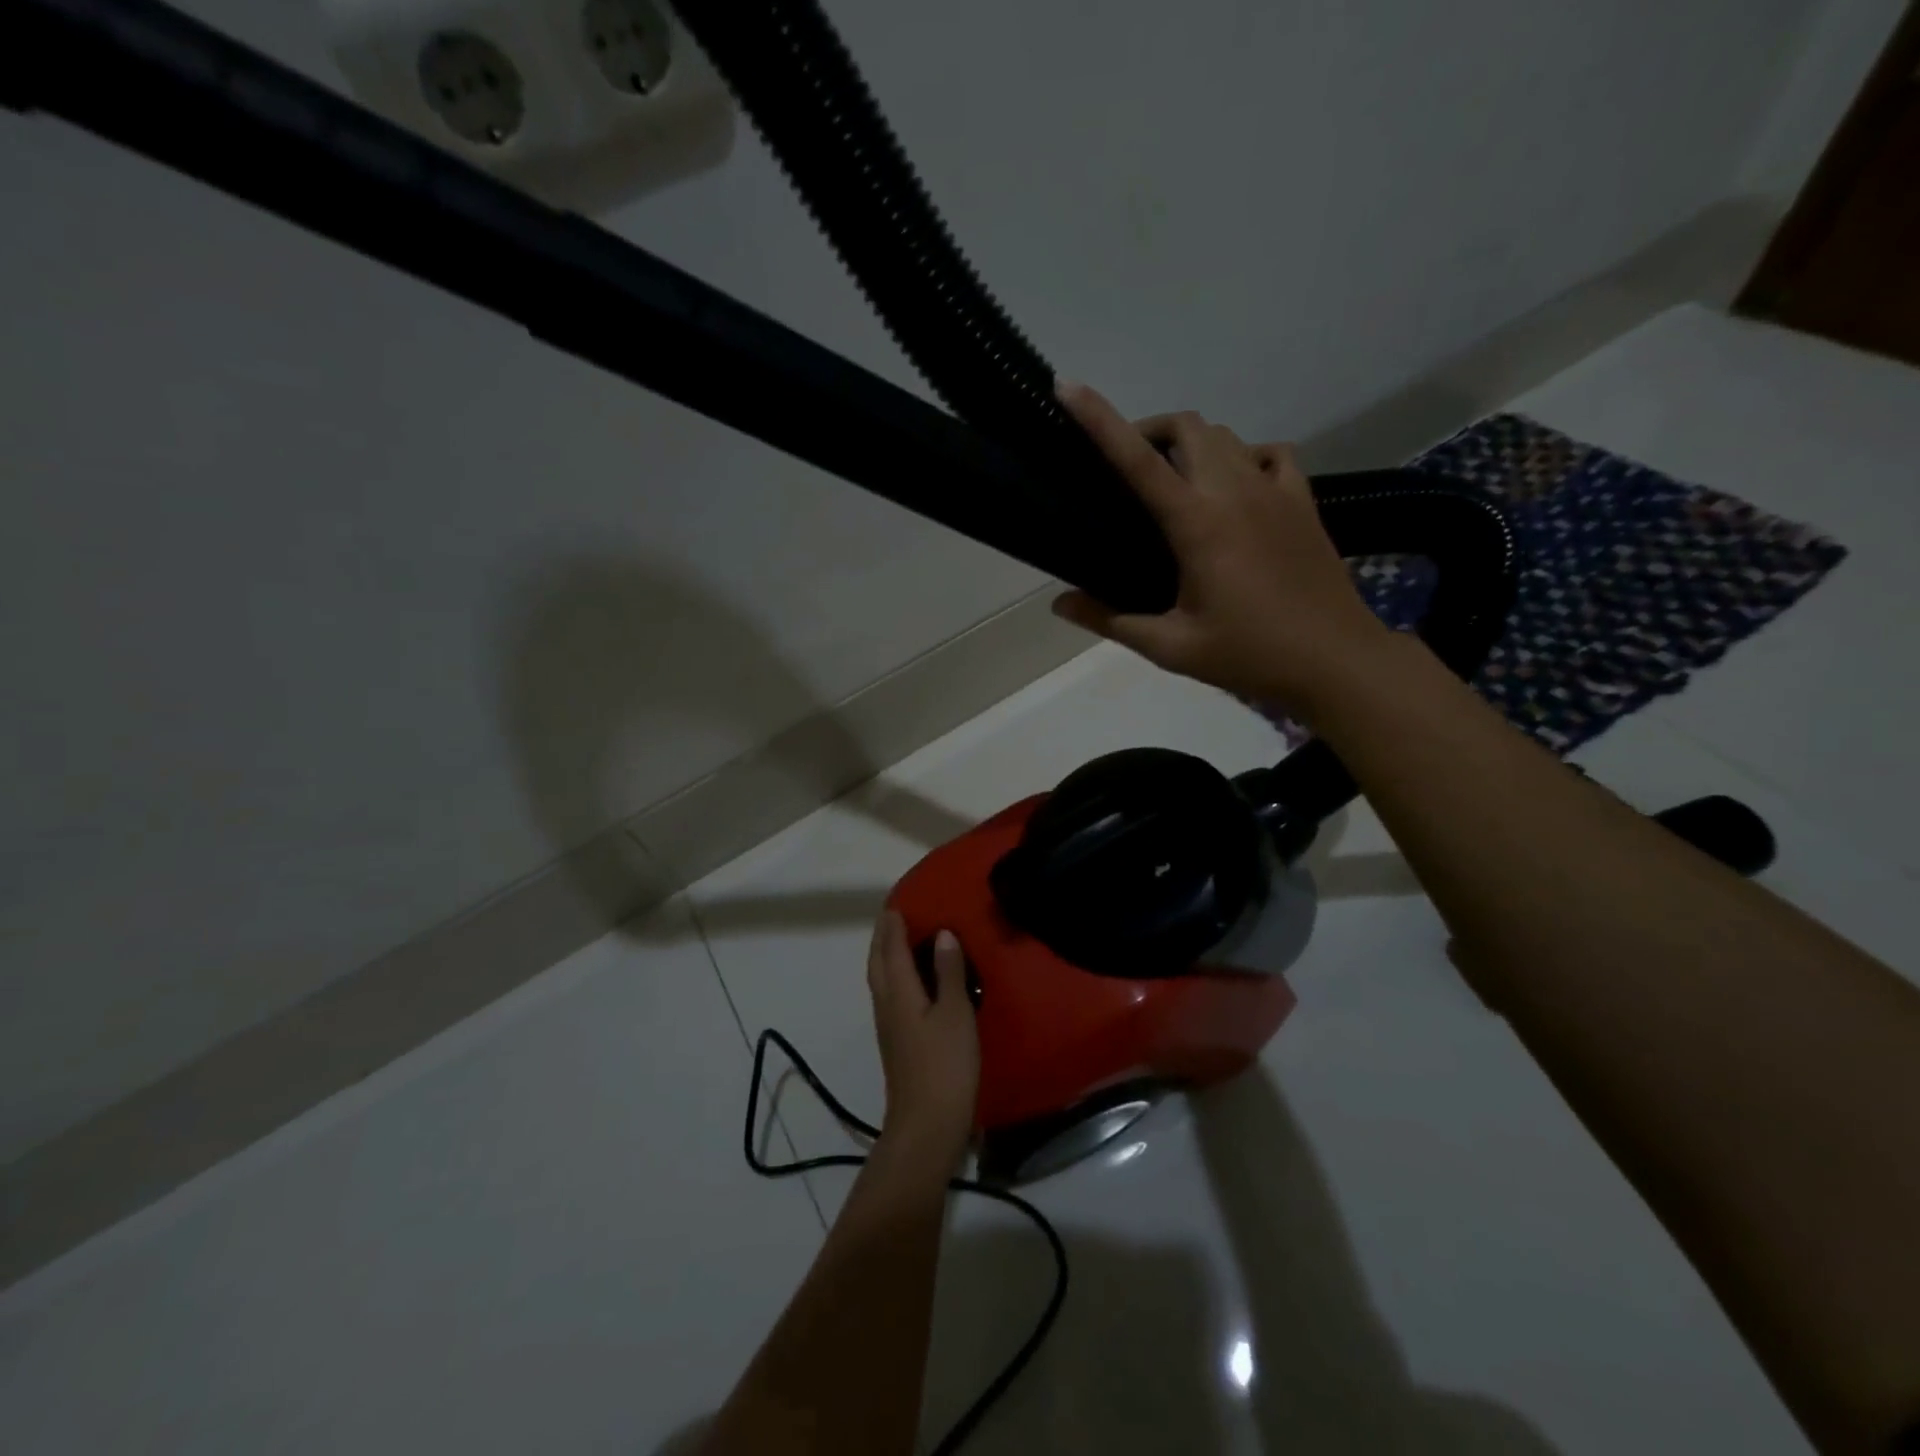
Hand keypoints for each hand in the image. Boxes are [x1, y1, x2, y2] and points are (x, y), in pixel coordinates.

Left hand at [867, 911, 978, 1167]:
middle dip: (882, 937)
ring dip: (885, 955)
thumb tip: (942, 934)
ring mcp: (888, 1026)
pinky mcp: (895, 1042)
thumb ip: (948, 972)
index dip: (893, 925)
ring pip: (880, 979)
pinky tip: (910, 982)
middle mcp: (886, 1003)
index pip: (892, 948)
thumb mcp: (955, 1013)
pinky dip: (894, 976)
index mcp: (899, 991)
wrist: (925, 1124)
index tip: (896, 902)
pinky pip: (889, 994)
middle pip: (878, 962)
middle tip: (893, 916)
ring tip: (899, 940)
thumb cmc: (945, 1064)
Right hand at [1051, 380, 1389, 718]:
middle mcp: (1235, 491)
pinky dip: (1243, 456)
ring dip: (1192, 442)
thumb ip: (1111, 621)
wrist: (1336, 661)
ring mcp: (1275, 491)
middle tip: (1128, 466)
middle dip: (1149, 430)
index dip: (1099, 419)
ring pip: (1226, 435)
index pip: (1138, 459)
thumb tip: (1060, 604)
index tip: (1069, 388)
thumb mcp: (1171, 647)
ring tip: (1175, 478)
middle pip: (1187, 426)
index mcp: (1197, 523)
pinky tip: (1235, 487)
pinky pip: (1269, 454)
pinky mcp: (1303, 501)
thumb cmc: (1249, 655)